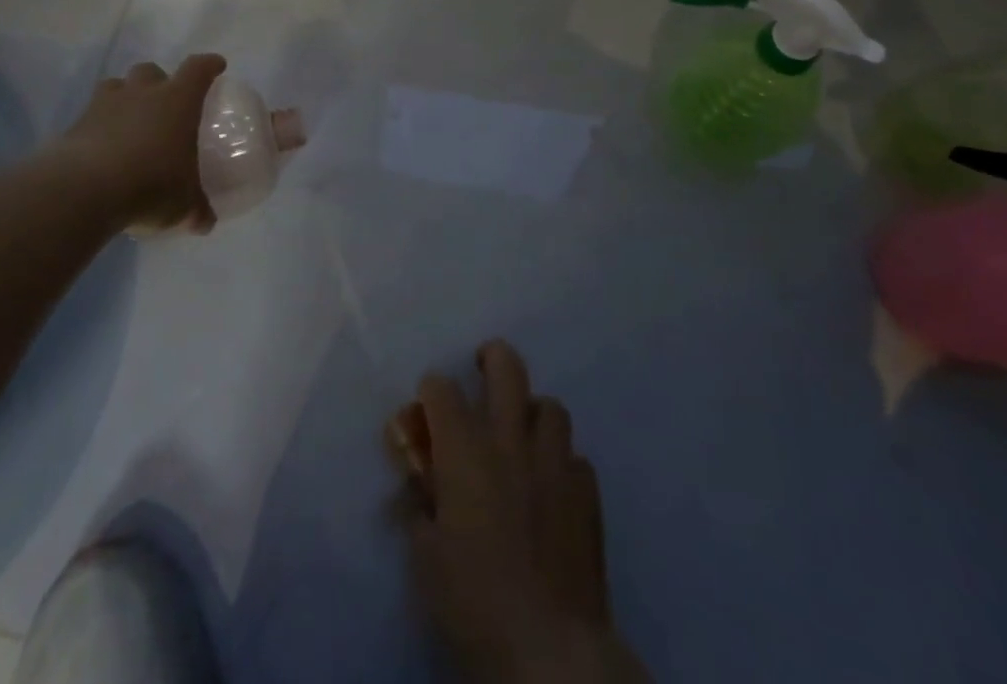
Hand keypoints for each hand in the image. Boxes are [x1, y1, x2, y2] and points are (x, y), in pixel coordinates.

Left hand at [54, 54, 225, 235]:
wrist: (84, 190)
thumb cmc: (151, 184)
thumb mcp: (184, 205)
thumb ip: (197, 210)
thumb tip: (205, 223)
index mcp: (178, 101)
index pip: (198, 70)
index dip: (209, 65)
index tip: (216, 66)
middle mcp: (142, 93)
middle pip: (151, 70)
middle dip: (159, 81)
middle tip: (164, 103)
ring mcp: (105, 105)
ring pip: (116, 85)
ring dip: (124, 97)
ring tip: (129, 121)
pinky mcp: (76, 124)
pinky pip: (91, 114)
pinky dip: (99, 125)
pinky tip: (103, 148)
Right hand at [390, 341, 648, 683]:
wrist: (549, 649)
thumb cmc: (473, 602)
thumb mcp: (426, 559)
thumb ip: (419, 509)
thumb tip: (418, 489)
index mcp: (464, 450)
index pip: (441, 388)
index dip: (430, 391)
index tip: (426, 409)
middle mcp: (510, 441)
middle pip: (507, 367)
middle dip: (492, 358)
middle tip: (483, 370)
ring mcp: (555, 464)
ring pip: (550, 407)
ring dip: (533, 415)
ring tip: (523, 438)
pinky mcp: (588, 495)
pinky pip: (576, 459)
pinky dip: (562, 465)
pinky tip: (553, 491)